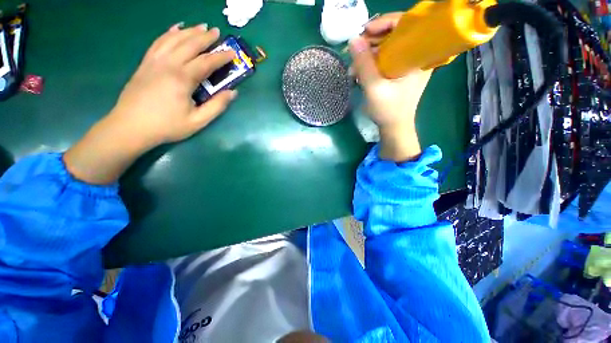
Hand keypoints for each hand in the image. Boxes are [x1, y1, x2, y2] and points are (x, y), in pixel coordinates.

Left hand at [64, 24, 236, 184]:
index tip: (232, 53)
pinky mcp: (145, 63)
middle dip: (205, 37)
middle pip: (189, 44)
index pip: (206, 62)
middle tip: (217, 32)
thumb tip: (232, 93)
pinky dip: (169, 33)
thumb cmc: (167, 126)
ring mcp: (154, 61)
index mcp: (182, 79)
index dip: (221, 57)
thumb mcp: (198, 121)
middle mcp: (168, 64)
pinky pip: (158, 42)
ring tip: (200, 26)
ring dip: (189, 31)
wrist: (130, 127)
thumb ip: (217, 106)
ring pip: (173, 39)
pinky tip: (175, 28)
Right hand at [349, 13, 431, 161]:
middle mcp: (417, 55)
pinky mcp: (400, 71)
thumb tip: (353, 40)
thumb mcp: (374, 88)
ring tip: (353, 67)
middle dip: (372, 41)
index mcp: (419, 57)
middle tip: (355, 51)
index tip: (365, 31)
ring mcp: (408, 63)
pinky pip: (386, 58)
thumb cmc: (388, 111)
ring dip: (368, 53)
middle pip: (395, 34)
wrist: (394, 127)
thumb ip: (364, 65)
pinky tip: (359, 71)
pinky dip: (371, 62)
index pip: (408, 25)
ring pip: (388, 47)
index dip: (386, 22)